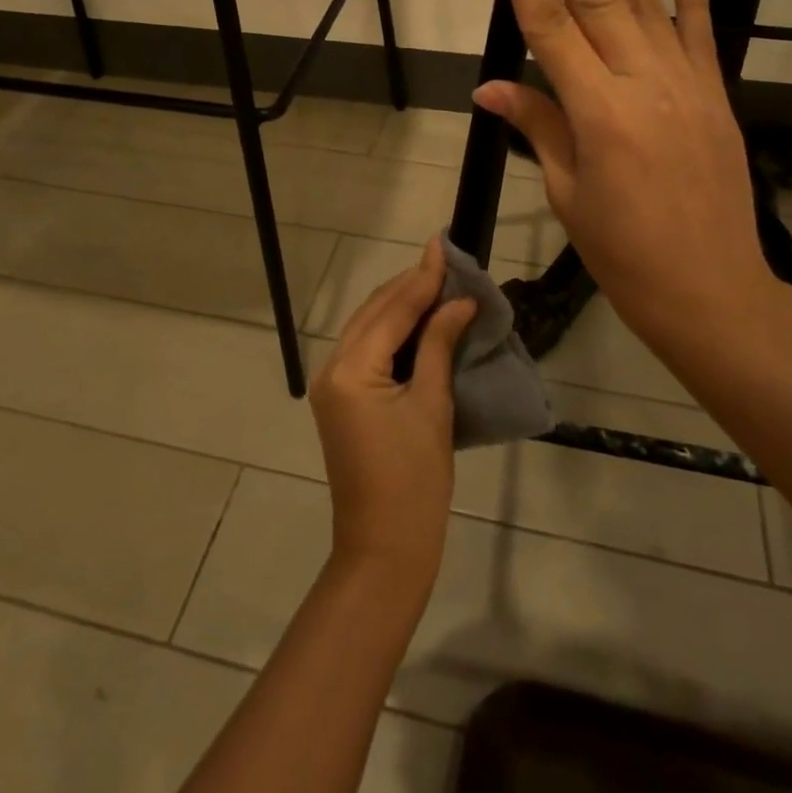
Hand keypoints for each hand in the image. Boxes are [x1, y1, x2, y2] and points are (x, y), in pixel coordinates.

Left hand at [309, 237, 476, 590]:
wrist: (384, 548)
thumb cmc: (415, 480)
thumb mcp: (432, 406)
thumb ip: (439, 345)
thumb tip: (458, 302)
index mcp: (352, 369)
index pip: (392, 310)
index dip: (422, 277)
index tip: (443, 244)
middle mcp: (333, 368)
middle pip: (374, 312)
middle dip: (409, 285)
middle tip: (444, 260)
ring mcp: (333, 385)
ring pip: (368, 328)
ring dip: (400, 305)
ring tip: (436, 282)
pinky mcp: (342, 400)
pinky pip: (367, 350)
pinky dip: (392, 331)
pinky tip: (418, 320)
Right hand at [471, 0, 787, 360]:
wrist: (711, 290)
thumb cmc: (624, 253)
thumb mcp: (568, 193)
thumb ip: (537, 127)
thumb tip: (491, 87)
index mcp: (595, 112)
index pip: (549, 24)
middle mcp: (640, 83)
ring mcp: (684, 85)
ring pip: (650, 0)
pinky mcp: (713, 97)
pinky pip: (699, 36)